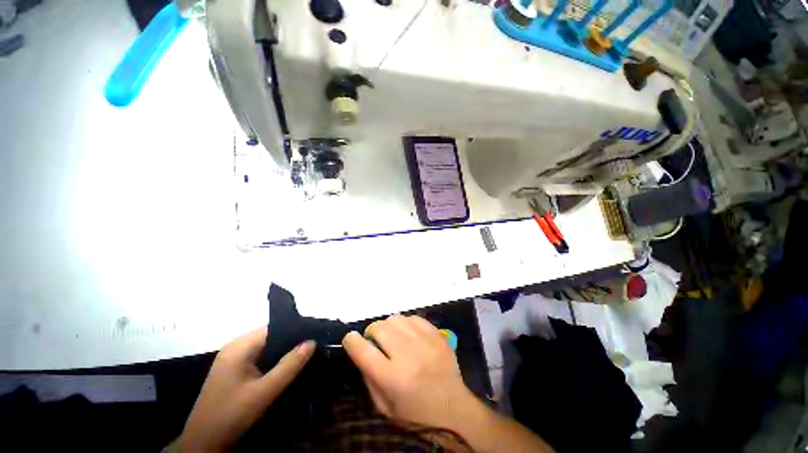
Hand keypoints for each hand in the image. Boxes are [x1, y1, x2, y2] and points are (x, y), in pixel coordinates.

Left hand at [179, 327, 314, 451]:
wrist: (203, 444)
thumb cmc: (232, 415)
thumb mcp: (264, 392)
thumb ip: (289, 366)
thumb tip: (312, 342)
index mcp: (240, 346)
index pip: (274, 328)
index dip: (296, 330)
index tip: (316, 334)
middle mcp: (236, 347)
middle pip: (271, 336)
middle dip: (292, 341)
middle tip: (314, 346)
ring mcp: (234, 359)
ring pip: (267, 348)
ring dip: (284, 352)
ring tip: (306, 354)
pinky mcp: (235, 370)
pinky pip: (260, 358)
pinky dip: (275, 360)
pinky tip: (288, 367)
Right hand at [342, 315, 479, 431]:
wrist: (454, 410)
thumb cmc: (415, 415)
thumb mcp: (385, 407)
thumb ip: (369, 377)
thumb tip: (362, 350)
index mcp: (393, 378)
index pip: (363, 350)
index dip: (351, 341)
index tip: (350, 339)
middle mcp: (408, 355)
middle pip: (380, 328)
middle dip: (371, 331)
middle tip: (374, 340)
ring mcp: (425, 342)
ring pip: (397, 318)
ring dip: (389, 326)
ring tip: (392, 336)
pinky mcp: (437, 335)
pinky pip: (414, 318)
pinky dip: (406, 324)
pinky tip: (408, 334)